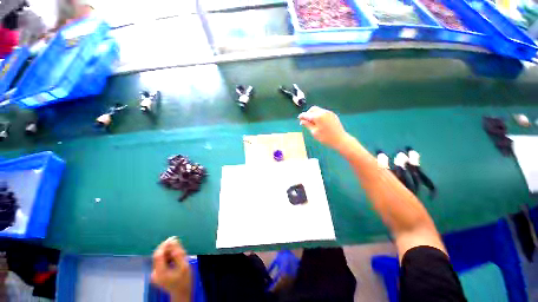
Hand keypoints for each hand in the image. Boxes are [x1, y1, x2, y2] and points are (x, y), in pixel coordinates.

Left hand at [151, 237, 191, 301]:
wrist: (181, 293)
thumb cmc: (184, 280)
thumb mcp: (184, 266)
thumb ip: (178, 254)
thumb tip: (173, 241)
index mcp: (160, 272)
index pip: (158, 255)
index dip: (165, 245)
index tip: (173, 238)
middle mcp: (155, 273)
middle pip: (158, 255)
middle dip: (167, 248)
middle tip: (178, 245)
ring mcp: (155, 274)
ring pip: (160, 257)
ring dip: (169, 252)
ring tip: (179, 253)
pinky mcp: (157, 274)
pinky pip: (162, 261)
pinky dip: (168, 257)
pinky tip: (175, 258)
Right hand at [298, 106, 348, 149]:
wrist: (340, 140)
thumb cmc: (325, 138)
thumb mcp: (314, 132)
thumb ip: (308, 125)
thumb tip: (302, 121)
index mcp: (318, 116)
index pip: (307, 114)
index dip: (302, 116)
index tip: (299, 119)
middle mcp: (323, 112)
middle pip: (313, 109)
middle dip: (308, 113)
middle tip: (305, 120)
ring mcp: (329, 113)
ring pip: (318, 110)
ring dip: (313, 114)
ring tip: (312, 122)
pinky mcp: (333, 115)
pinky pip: (323, 112)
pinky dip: (319, 115)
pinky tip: (319, 122)